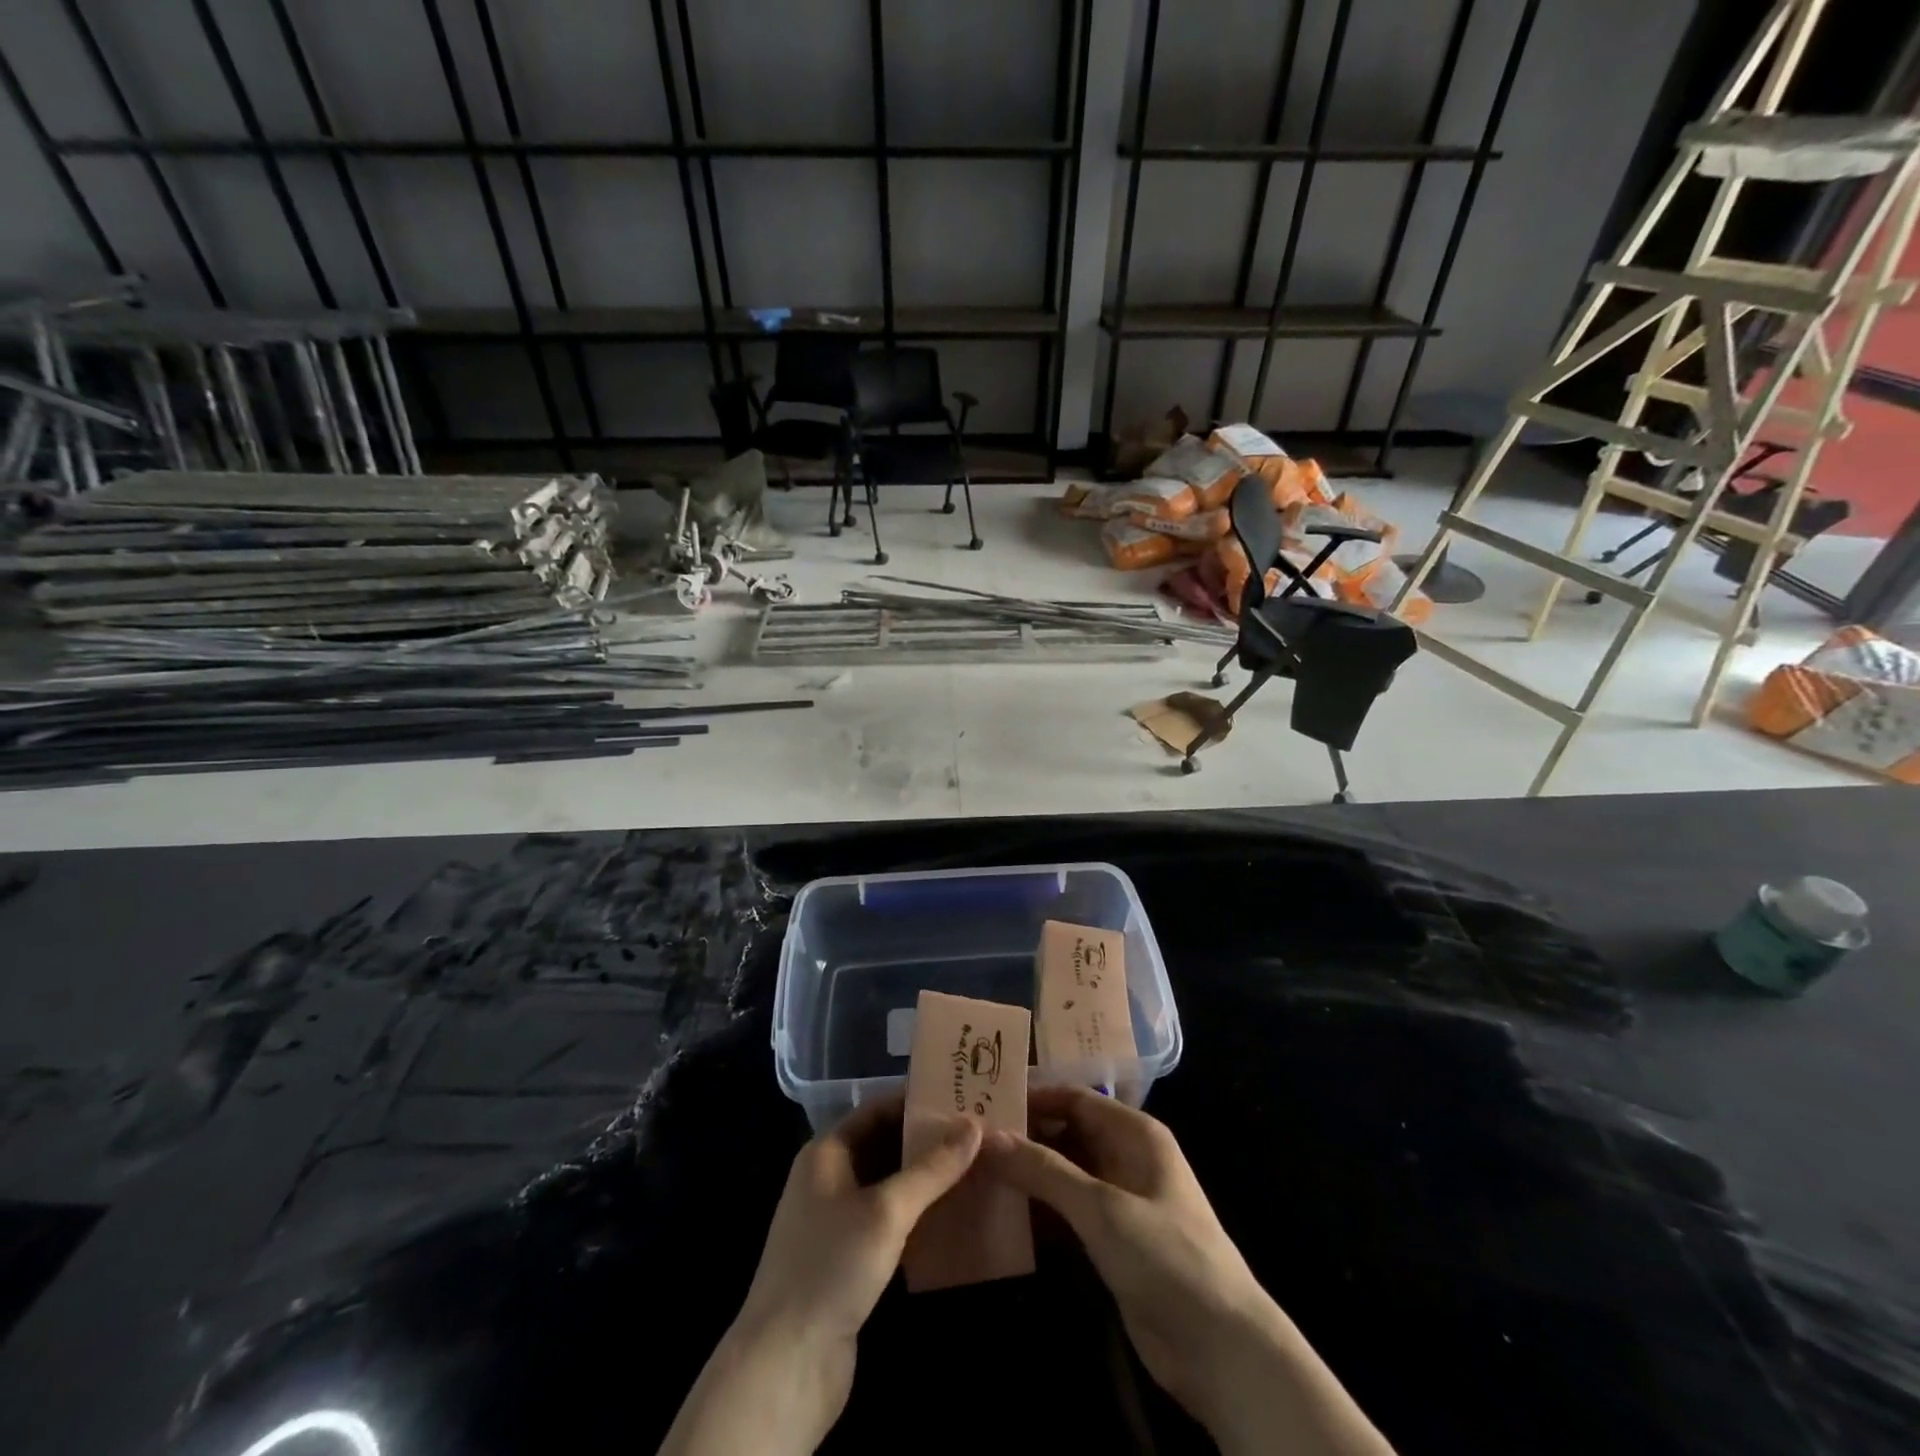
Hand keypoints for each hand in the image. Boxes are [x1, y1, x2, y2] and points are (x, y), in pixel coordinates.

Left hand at [660, 1095, 981, 1455]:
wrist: (785, 1365)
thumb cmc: (831, 1267)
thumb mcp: (886, 1210)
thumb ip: (932, 1168)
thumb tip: (974, 1124)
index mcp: (826, 1153)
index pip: (877, 1110)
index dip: (917, 1102)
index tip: (961, 1098)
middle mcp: (829, 1178)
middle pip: (884, 1145)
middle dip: (928, 1141)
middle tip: (978, 1134)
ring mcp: (837, 1221)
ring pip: (889, 1185)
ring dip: (926, 1179)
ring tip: (975, 1168)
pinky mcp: (849, 1260)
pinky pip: (889, 1221)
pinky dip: (917, 1214)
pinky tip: (953, 1215)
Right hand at [981, 1087, 1391, 1455]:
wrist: (1222, 1348)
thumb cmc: (1167, 1257)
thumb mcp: (1102, 1208)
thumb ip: (1044, 1170)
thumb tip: (988, 1136)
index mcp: (1135, 1133)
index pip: (1074, 1098)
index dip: (1032, 1096)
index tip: (984, 1100)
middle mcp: (1126, 1156)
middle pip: (1067, 1132)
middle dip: (1025, 1135)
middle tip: (972, 1138)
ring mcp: (1121, 1200)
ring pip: (1065, 1172)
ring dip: (1029, 1173)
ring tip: (976, 1170)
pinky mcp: (1113, 1240)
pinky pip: (1069, 1210)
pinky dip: (1040, 1208)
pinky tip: (1003, 1212)